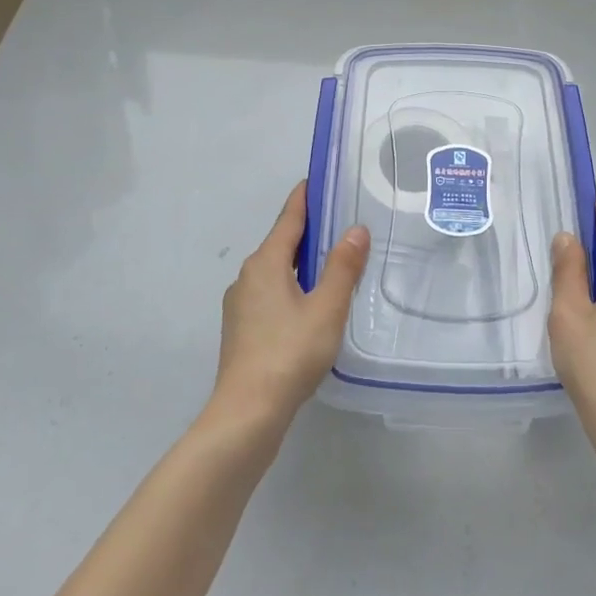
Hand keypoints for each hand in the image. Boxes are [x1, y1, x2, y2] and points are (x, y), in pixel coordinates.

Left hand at [210, 182, 369, 434]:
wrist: (246, 415)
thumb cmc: (289, 354)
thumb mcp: (326, 308)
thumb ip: (342, 267)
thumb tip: (355, 229)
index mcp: (266, 262)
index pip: (289, 218)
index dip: (305, 198)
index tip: (318, 180)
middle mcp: (247, 276)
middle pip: (281, 243)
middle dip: (308, 232)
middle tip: (340, 224)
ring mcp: (240, 304)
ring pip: (275, 271)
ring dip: (300, 264)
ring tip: (332, 266)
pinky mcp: (241, 330)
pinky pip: (270, 294)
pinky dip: (291, 288)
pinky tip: (310, 307)